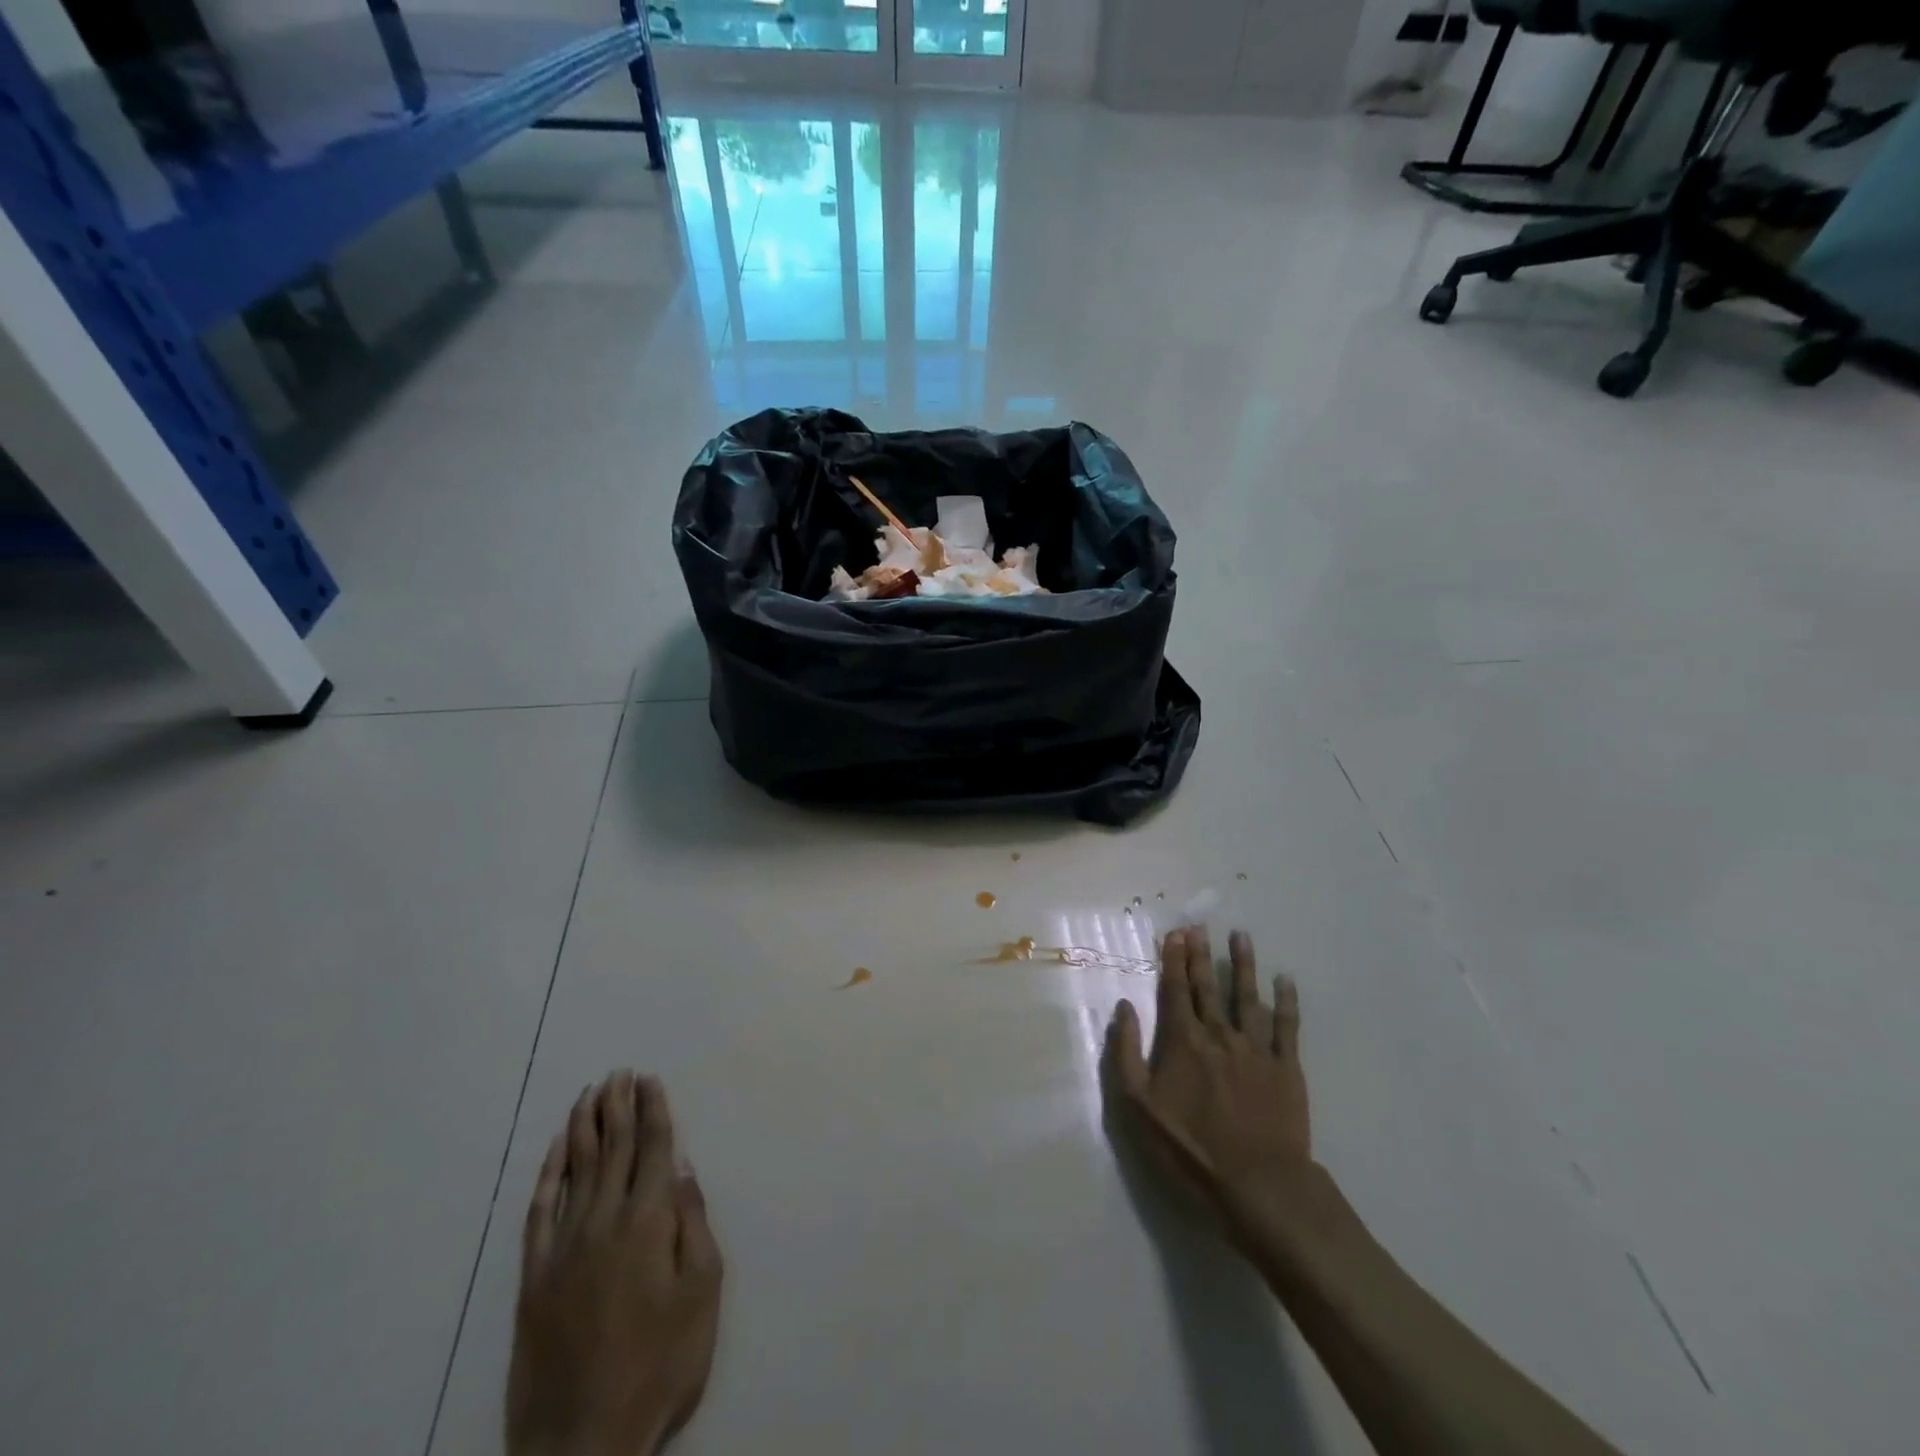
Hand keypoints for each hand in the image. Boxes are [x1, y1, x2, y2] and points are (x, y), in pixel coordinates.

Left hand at [508, 1073, 721, 1455]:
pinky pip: (540, 1210)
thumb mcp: (702, 1294)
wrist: (581, 1442)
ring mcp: (563, 1246)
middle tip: (619, 1073)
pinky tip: (553, 1152)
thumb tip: (684, 1170)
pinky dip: (548, 1175)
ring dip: (584, 1127)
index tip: (650, 1079)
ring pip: (575, 1168)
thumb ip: (694, 1225)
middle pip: (614, 1148)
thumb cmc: (660, 1364)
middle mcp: (604, 1220)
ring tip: (590, 1094)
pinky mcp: (533, 1277)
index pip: (653, 1148)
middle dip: (619, 1106)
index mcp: (649, 1221)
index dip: (654, 1110)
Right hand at [1106, 928, 1311, 1246]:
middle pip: (1208, 986)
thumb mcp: (1138, 1107)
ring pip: (1248, 996)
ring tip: (1241, 936)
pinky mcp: (1287, 1068)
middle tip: (1200, 925)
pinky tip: (1286, 981)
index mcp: (1183, 1041)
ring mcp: (1256, 1049)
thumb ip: (1126, 1053)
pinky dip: (1287, 1001)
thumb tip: (1124, 1008)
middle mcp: (1219, 1034)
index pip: (1175, 990)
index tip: (1175, 934)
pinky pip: (1288, 1026)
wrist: (1258, 1186)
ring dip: (1243, 964)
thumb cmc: (1190, 1149)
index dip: (1173, 960)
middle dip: (1201, 954)